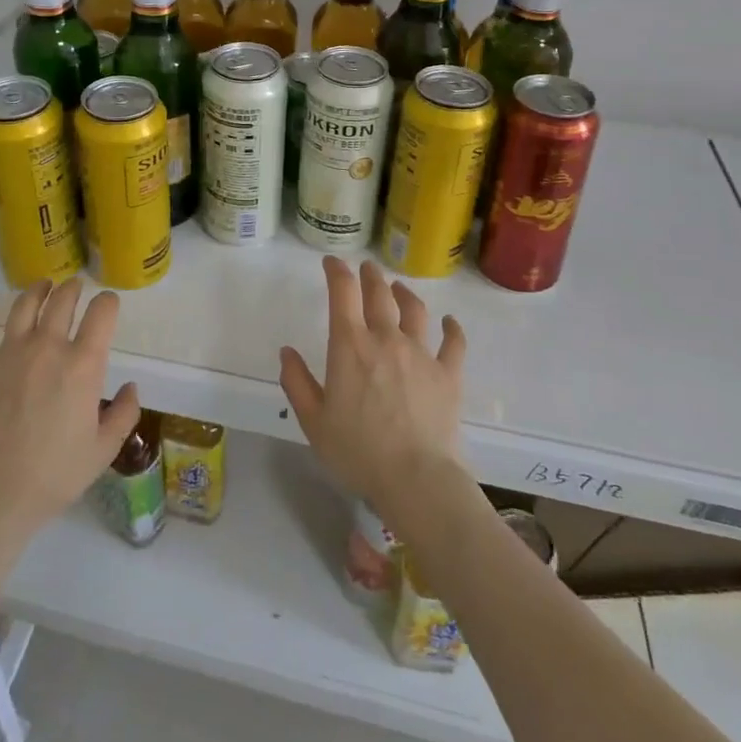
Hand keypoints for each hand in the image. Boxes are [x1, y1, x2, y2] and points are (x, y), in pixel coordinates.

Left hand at [0, 279, 140, 532]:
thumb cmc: (56, 474)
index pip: (102, 312)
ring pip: (24, 304)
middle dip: (73, 288)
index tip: (108, 304)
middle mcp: (48, 346)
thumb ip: (124, 414)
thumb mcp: (103, 450)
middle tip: (75, 288)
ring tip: (42, 286)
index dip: (108, 302)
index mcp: (83, 364)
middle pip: (63, 300)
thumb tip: (130, 387)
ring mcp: (9, 352)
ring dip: (37, 290)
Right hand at [279, 258, 468, 518]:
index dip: (336, 271)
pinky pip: (453, 343)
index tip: (331, 262)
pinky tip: (450, 322)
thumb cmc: (358, 451)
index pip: (342, 292)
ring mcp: (421, 354)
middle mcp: (386, 338)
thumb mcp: (313, 421)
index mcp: (350, 345)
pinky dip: (452, 328)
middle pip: (379, 293)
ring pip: (414, 310)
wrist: (416, 479)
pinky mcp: (448, 374)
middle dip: (370, 276)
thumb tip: (286, 352)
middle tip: (366, 269)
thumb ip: (297, 382)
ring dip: (404, 294)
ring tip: (399, 288)